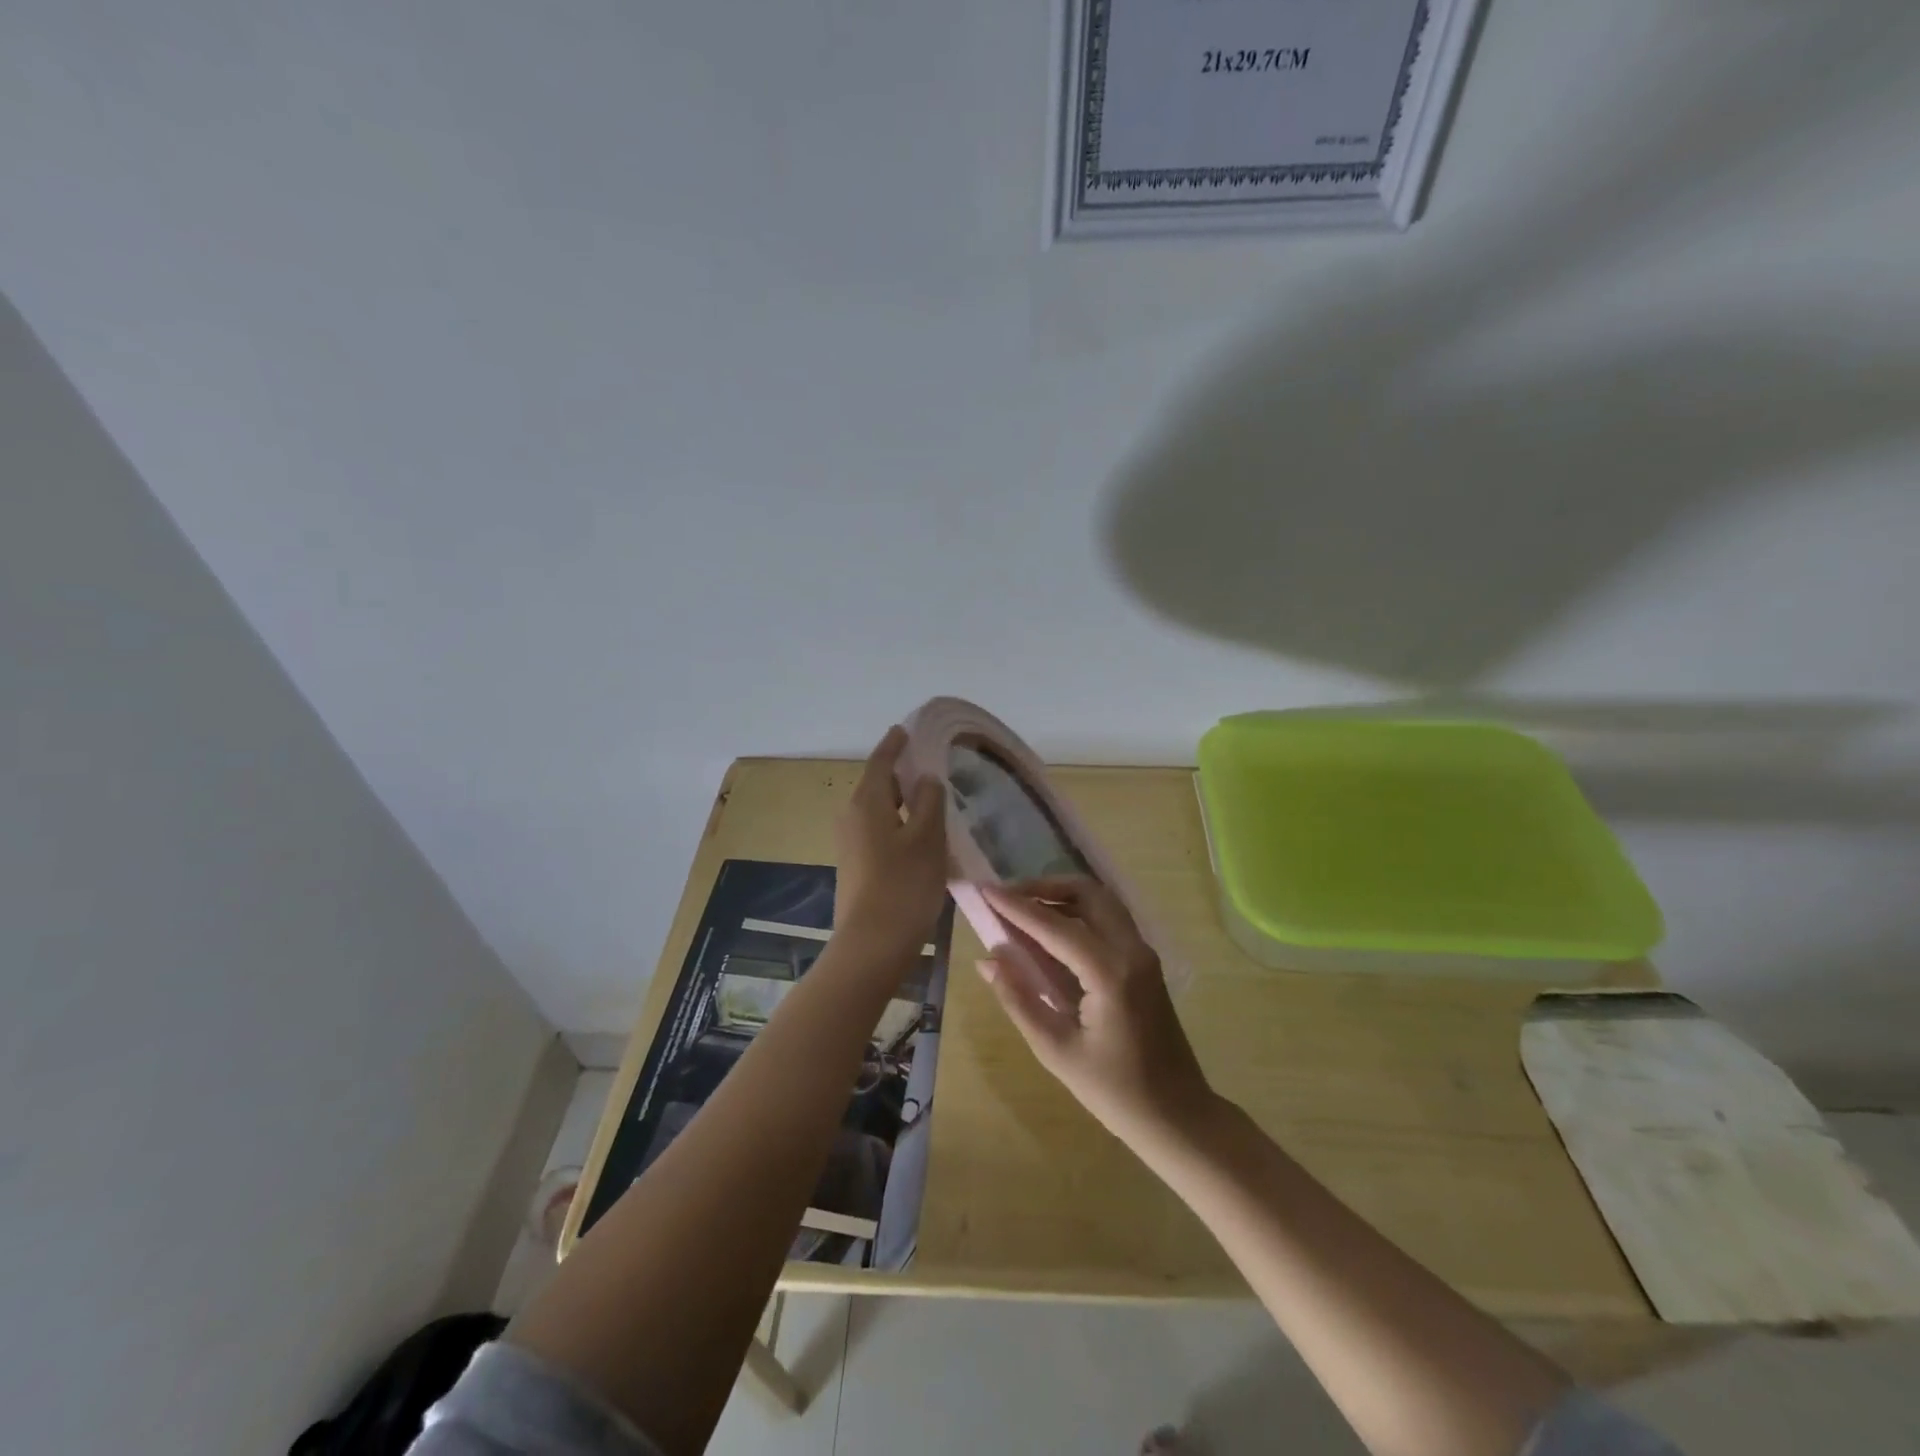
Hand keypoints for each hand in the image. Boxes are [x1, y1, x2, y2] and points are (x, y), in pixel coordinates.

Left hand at [833, 726, 948, 962]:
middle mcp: (851, 816)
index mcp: (867, 802)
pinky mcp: (855, 865)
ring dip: (902, 800)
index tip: (907, 729)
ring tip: (931, 798)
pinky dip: (898, 823)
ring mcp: (850, 843)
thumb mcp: (926, 839)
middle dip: (901, 772)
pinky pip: (878, 831)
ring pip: (879, 809)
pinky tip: (920, 835)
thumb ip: (929, 802)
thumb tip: (925, 778)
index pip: (880, 761)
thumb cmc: (904, 886)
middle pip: (877, 784)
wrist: (872, 945)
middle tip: (931, 764)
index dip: (895, 744)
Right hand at [978, 877, 1215, 1150]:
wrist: (1178, 1115)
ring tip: (1023, 910)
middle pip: (1086, 893)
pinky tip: (1051, 931)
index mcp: (1110, 973)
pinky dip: (1078, 911)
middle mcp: (1131, 950)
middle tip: (1006, 899)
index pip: (1054, 925)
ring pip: (1100, 900)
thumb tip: (987, 959)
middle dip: (1043, 887)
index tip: (983, 890)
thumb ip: (1019, 999)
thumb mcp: (1056, 1050)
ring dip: (1061, 895)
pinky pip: (1108, 918)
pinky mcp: (1145, 961)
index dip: (1015, 906)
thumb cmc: (1115, 1092)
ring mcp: (1143, 953)